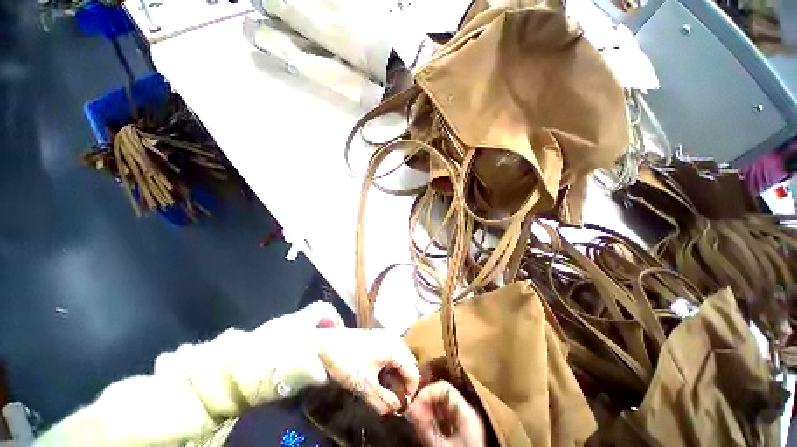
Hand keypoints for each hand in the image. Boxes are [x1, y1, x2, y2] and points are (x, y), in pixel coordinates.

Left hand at [317, 328, 419, 414]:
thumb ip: (382, 400)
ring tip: (388, 389)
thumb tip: (395, 409)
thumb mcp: (364, 386)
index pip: (413, 372)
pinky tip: (381, 376)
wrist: (326, 344)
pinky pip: (392, 352)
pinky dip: (390, 365)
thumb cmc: (347, 363)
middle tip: (395, 398)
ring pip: (400, 357)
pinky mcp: (377, 337)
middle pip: (408, 363)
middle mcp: (393, 339)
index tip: (402, 406)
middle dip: (405, 382)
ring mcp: (385, 336)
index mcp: (394, 348)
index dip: (410, 391)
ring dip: (397, 374)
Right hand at [407, 381, 485, 446]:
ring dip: (428, 409)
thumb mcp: (440, 446)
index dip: (427, 392)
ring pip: (443, 405)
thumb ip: (426, 427)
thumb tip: (410, 409)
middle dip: (426, 401)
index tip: (413, 404)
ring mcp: (465, 421)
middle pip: (443, 395)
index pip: (444, 388)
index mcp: (466, 412)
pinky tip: (425, 426)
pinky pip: (445, 416)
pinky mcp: (462, 431)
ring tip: (416, 420)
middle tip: (412, 413)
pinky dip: (433, 418)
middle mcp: (467, 412)